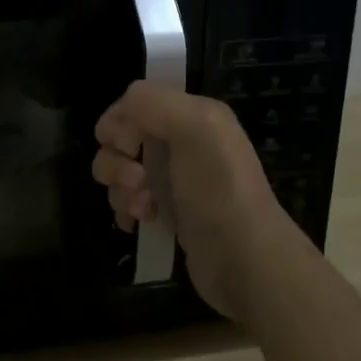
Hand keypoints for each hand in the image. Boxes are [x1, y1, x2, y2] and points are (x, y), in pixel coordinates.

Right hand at [92, 81, 297, 318]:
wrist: (244, 259)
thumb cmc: (218, 189)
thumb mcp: (195, 128)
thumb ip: (152, 103)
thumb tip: (116, 119)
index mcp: (193, 115)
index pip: (136, 102)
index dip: (120, 122)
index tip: (127, 147)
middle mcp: (183, 142)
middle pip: (122, 138)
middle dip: (116, 160)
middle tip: (138, 181)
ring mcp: (175, 179)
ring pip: (122, 172)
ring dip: (120, 189)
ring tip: (141, 208)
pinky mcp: (169, 212)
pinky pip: (129, 201)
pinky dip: (126, 210)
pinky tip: (139, 222)